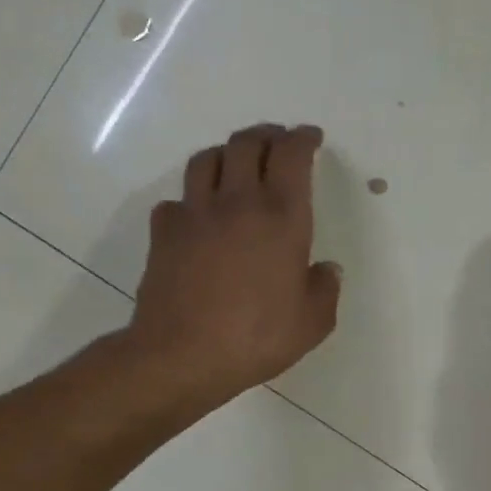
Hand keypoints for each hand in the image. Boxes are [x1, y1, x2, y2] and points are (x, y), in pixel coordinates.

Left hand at [124, 123, 341, 407]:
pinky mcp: (165, 231)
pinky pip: (179, 199)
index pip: (292, 156)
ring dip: (228, 153)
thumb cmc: (258, 337)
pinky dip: (194, 198)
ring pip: (208, 159)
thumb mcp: (313, 322)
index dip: (303, 139)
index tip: (311, 137)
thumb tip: (325, 269)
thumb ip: (325, 289)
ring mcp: (195, 213)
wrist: (183, 354)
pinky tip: (200, 214)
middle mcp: (238, 202)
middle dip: (267, 135)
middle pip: (248, 144)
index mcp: (282, 217)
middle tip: (278, 141)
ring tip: (238, 163)